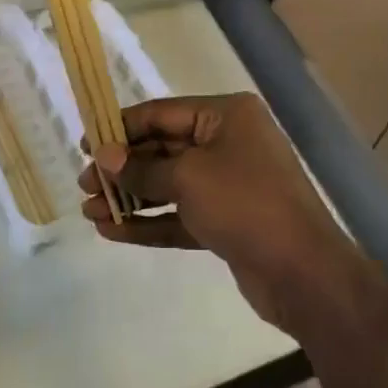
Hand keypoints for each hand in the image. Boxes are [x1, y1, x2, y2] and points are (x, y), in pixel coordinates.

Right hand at [79, 94, 377, 334]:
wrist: (304, 273)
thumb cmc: (246, 203)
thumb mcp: (189, 178)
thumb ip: (143, 168)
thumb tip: (103, 156)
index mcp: (226, 115)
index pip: (162, 113)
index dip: (122, 127)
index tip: (85, 143)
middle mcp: (228, 142)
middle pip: (164, 148)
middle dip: (123, 167)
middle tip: (83, 184)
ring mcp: (228, 183)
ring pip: (169, 184)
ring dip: (131, 197)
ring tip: (89, 211)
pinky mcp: (226, 221)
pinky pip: (180, 214)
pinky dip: (150, 222)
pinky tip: (114, 232)